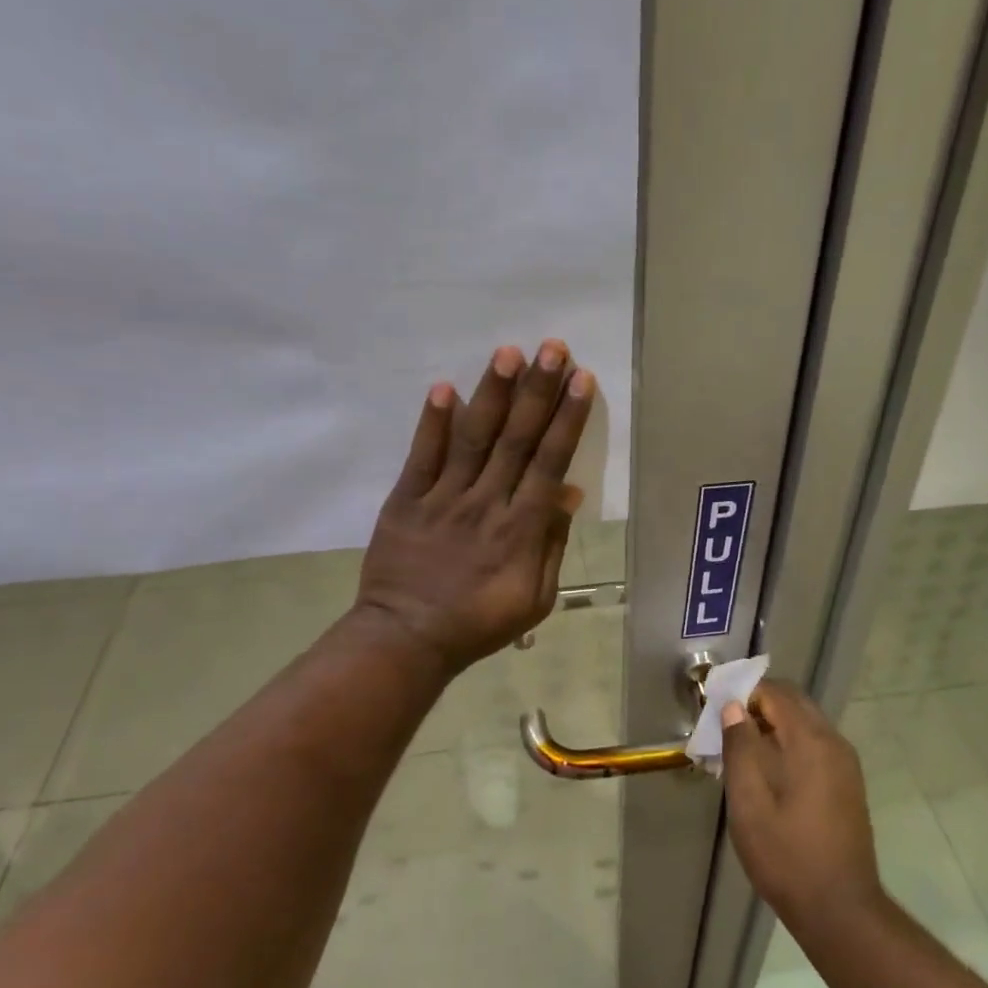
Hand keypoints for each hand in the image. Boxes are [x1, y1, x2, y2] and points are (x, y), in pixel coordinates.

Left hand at [354, 341, 593, 674]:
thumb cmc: (478, 623)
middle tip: (553, 348)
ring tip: (508, 353)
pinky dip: (433, 423)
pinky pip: (422, 456)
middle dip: (538, 391)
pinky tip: (444, 387)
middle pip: (517, 439)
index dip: (567, 419)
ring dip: (492, 394)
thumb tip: (568, 493)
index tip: (581, 380)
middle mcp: (486, 504)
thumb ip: (551, 545)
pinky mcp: (406, 500)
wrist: (406, 639)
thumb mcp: (534, 599)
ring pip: (473, 438)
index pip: (549, 462)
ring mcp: (443, 499)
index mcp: (520, 530)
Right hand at [721, 680, 882, 929]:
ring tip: (740, 752)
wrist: (840, 910)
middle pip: (793, 703)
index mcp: (810, 741)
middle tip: (725, 729)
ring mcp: (845, 764)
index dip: (743, 692)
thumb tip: (733, 706)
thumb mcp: (749, 803)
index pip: (776, 693)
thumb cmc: (786, 856)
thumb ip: (740, 748)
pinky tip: (766, 773)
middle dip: (757, 706)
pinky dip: (788, 744)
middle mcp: (833, 743)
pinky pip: (814, 745)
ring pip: (804, 723)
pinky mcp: (847, 784)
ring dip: (772, 725)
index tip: (715, 709)